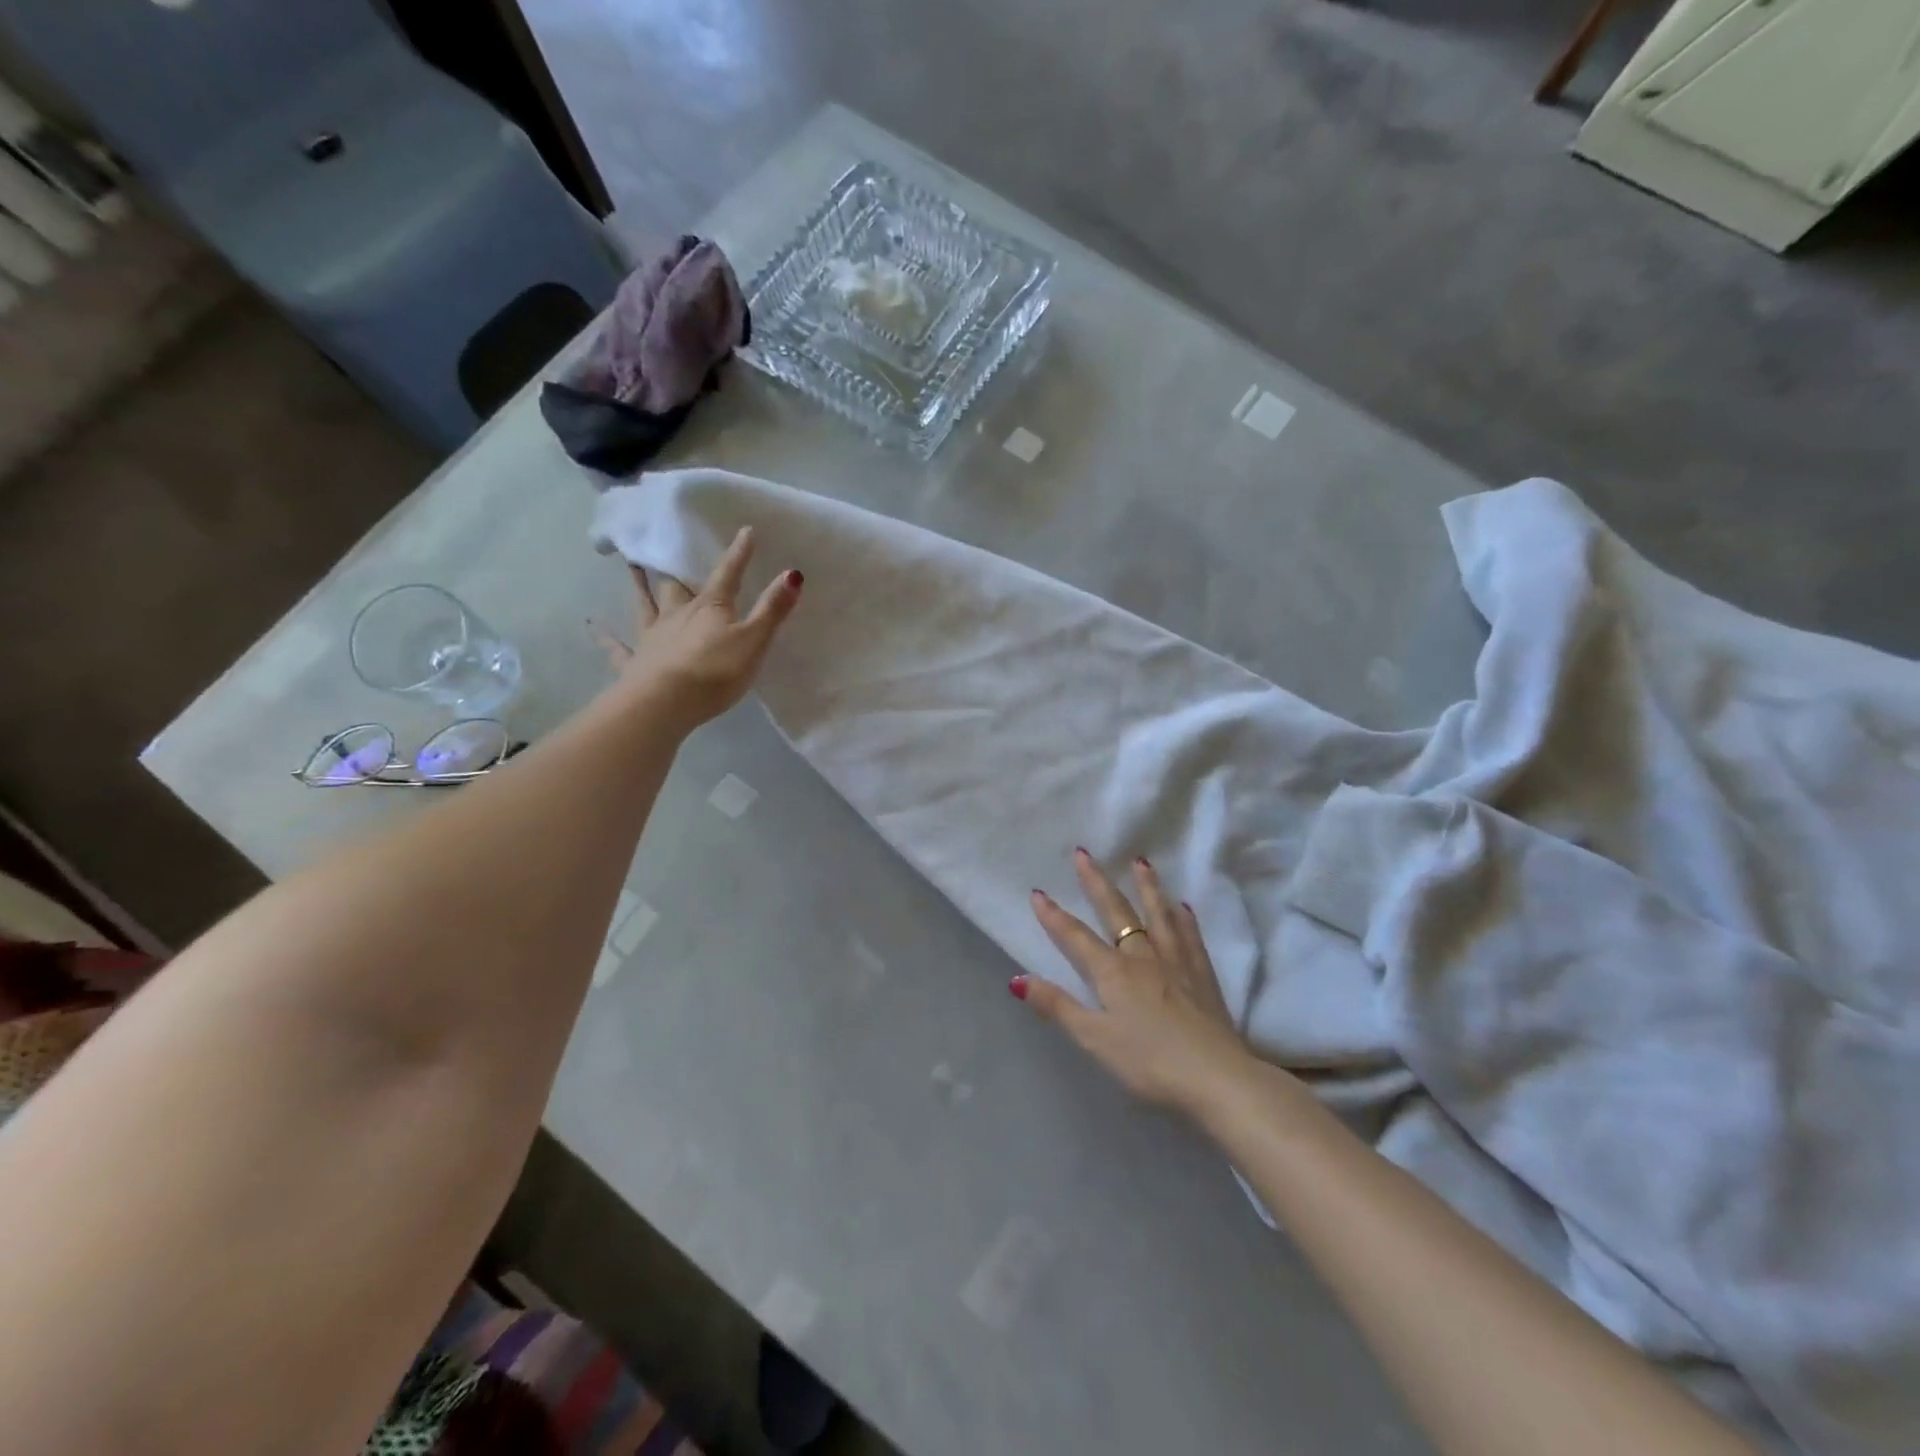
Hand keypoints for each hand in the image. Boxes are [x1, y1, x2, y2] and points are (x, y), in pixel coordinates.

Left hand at [591, 526, 800, 728]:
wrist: (666, 703)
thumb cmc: (715, 672)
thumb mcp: (754, 641)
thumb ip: (773, 609)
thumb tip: (793, 572)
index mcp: (710, 608)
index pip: (728, 575)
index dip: (738, 555)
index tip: (745, 531)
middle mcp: (677, 615)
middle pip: (677, 585)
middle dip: (676, 567)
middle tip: (667, 547)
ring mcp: (652, 638)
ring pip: (646, 605)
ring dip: (640, 586)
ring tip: (631, 565)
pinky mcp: (635, 663)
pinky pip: (617, 647)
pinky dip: (605, 637)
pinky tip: (593, 626)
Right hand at [1019, 849, 1251, 1115]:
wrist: (1217, 1078)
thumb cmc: (1149, 1063)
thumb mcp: (1094, 1040)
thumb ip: (1058, 1007)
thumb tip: (1017, 979)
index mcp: (1113, 973)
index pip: (1076, 937)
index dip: (1054, 916)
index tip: (1037, 892)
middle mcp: (1143, 957)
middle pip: (1116, 913)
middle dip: (1096, 883)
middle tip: (1084, 853)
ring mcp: (1177, 963)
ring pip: (1158, 916)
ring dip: (1146, 888)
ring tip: (1140, 862)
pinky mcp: (1203, 976)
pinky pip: (1190, 937)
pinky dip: (1184, 919)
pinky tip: (1183, 907)